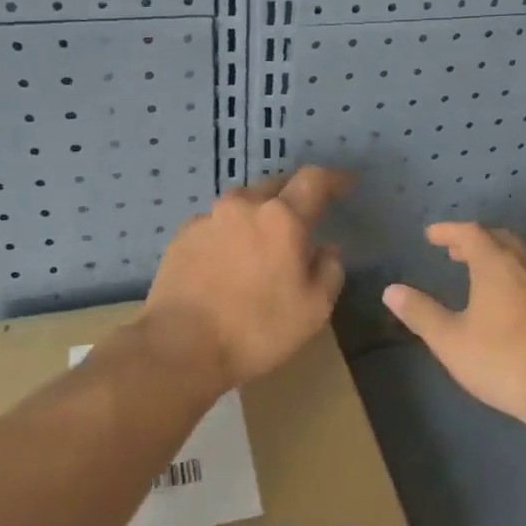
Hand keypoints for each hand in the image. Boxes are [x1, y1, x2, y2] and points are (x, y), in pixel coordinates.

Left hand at [141, 166, 351, 392]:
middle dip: (294, 196)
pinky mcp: (182, 237)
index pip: (314, 181)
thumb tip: (327, 250)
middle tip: (304, 218)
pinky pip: (216, 224)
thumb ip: (330, 270)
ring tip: (263, 240)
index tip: (346, 185)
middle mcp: (244, 206)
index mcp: (282, 218)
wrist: (179, 347)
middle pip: (276, 186)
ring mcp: (208, 218)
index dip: (334, 179)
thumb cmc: (257, 329)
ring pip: (243, 203)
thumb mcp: (314, 309)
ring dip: (259, 213)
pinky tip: (229, 260)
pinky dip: (230, 233)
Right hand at [381, 223, 525, 427]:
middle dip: (476, 240)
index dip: (449, 231)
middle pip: (501, 239)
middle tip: (456, 251)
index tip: (431, 236)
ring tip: (483, 272)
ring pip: (523, 257)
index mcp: (497, 266)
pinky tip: (514, 302)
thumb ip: (420, 313)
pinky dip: (517, 276)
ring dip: (500, 256)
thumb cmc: (501, 361)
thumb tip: (391, 290)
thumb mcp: (450, 340)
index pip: (471, 233)